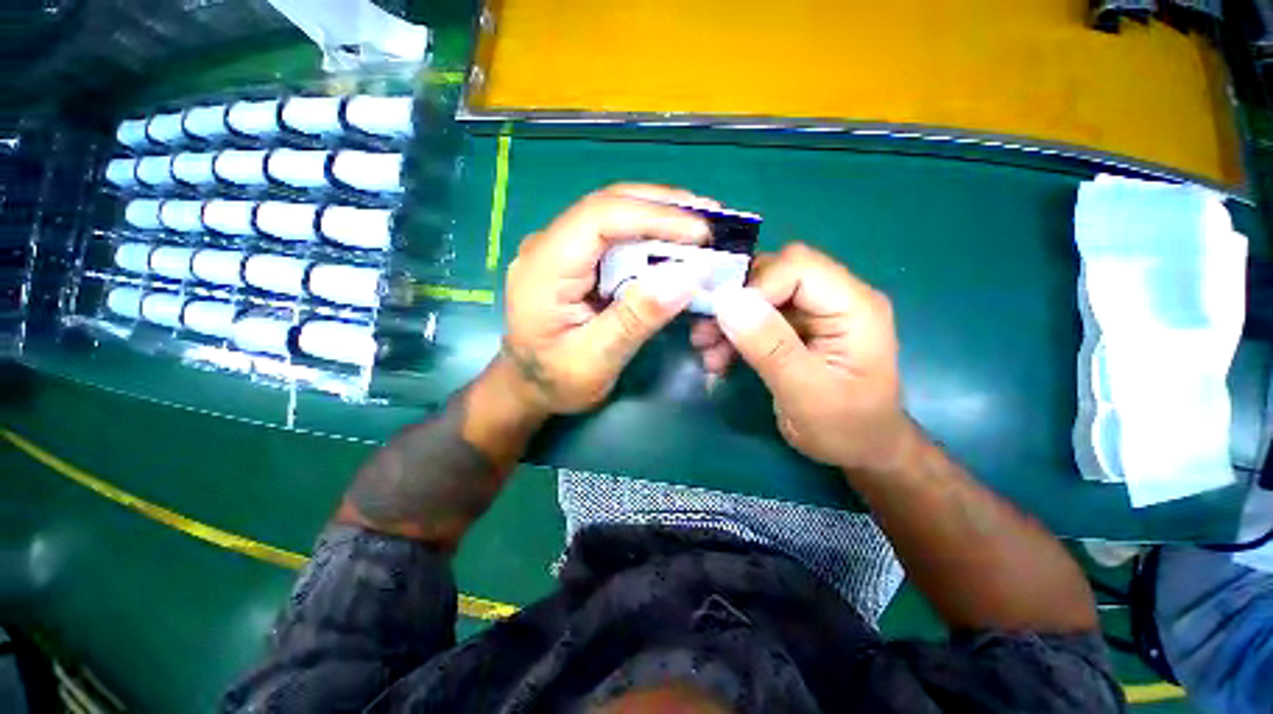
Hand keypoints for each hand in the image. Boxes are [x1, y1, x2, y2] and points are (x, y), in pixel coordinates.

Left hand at [503, 184, 715, 413]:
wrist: (529, 386)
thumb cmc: (556, 380)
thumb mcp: (595, 361)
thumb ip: (635, 319)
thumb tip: (686, 277)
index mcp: (544, 269)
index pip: (599, 218)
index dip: (653, 217)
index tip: (701, 232)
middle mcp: (548, 246)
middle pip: (608, 205)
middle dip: (663, 207)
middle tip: (712, 217)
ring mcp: (560, 248)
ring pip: (614, 214)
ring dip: (660, 216)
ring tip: (702, 227)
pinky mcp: (574, 259)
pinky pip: (615, 235)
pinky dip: (649, 235)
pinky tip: (674, 244)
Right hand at [703, 243, 915, 471]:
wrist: (860, 451)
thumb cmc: (845, 429)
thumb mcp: (805, 393)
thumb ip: (770, 346)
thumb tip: (727, 302)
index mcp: (853, 307)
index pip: (797, 266)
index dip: (754, 285)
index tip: (723, 318)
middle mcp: (835, 299)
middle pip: (775, 274)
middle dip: (734, 301)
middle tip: (704, 332)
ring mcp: (816, 313)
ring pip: (761, 295)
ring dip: (729, 320)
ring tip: (706, 350)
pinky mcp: (798, 329)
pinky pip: (758, 317)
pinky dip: (734, 334)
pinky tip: (718, 358)